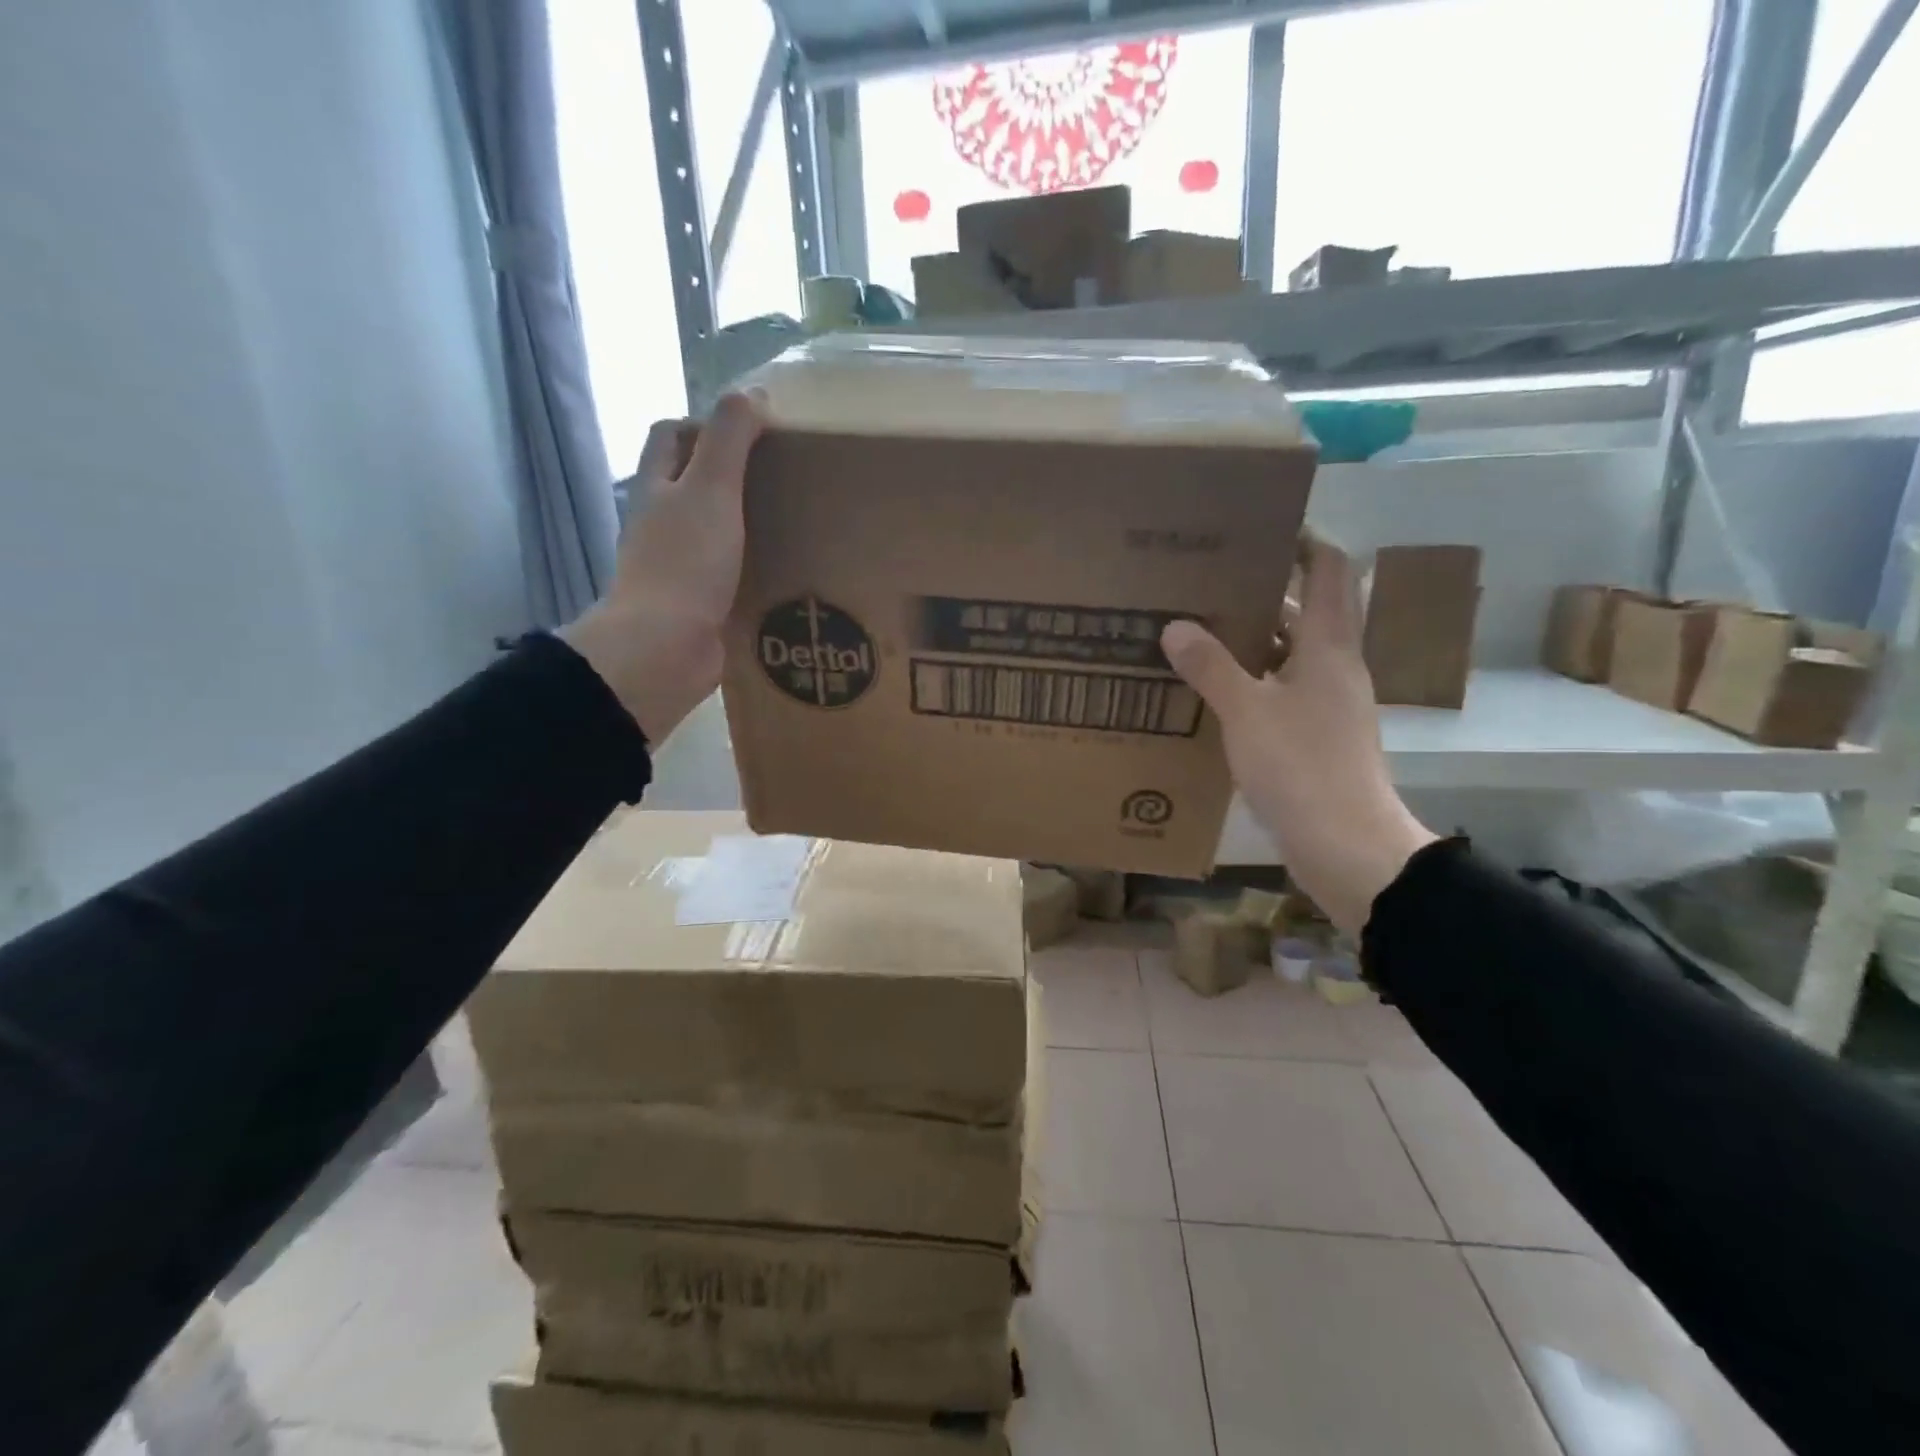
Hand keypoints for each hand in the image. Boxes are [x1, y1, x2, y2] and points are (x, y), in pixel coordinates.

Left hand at [561, 390, 764, 744]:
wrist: (666, 648)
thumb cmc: (685, 562)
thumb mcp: (712, 489)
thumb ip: (730, 439)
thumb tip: (752, 393)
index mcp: (657, 488)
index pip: (670, 436)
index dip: (703, 423)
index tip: (752, 430)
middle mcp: (661, 524)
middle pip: (690, 484)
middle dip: (728, 475)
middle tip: (780, 477)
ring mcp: (677, 567)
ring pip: (711, 532)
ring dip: (743, 525)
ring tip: (792, 522)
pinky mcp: (697, 604)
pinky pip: (726, 576)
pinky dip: (750, 569)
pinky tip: (783, 573)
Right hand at [1161, 538, 1435, 935]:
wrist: (1347, 846)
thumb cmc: (1302, 767)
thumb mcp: (1246, 712)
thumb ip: (1211, 666)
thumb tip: (1175, 626)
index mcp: (1328, 646)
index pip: (1329, 570)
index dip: (1304, 540)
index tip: (1260, 526)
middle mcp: (1334, 667)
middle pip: (1307, 609)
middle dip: (1265, 588)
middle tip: (1210, 578)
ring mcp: (1328, 704)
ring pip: (1291, 653)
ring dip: (1254, 638)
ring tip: (1201, 627)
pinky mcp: (1316, 737)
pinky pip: (1281, 691)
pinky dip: (1252, 680)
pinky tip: (1213, 689)